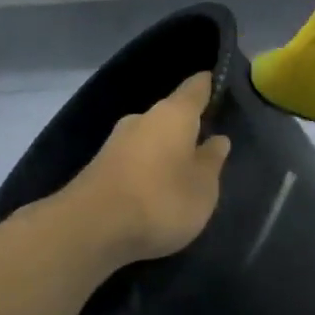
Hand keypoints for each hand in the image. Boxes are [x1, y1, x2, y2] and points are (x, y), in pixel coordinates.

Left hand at [62, 72, 231, 264]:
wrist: (90, 228)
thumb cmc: (161, 200)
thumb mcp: (202, 187)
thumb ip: (212, 161)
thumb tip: (218, 139)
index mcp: (173, 114)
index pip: (196, 87)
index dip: (211, 86)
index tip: (223, 87)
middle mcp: (142, 118)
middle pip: (172, 114)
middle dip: (189, 127)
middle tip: (209, 144)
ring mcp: (117, 142)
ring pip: (152, 138)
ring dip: (168, 151)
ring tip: (186, 172)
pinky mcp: (101, 167)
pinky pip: (135, 160)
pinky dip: (150, 169)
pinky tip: (159, 190)